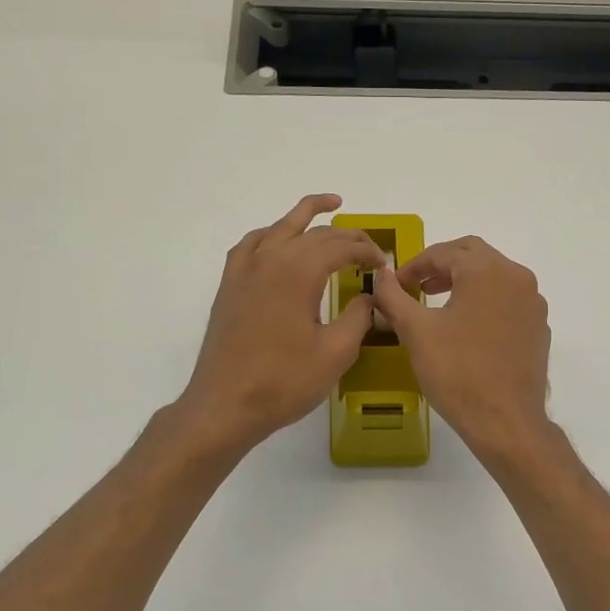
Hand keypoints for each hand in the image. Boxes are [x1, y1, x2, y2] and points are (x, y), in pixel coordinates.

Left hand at [178, 195, 384, 454]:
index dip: (366, 251)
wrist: (225, 405)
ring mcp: (244, 270)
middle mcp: (269, 260)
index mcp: (298, 272)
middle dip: (346, 236)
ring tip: (329, 206)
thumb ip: (359, 317)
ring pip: (279, 228)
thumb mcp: (336, 352)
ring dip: (306, 215)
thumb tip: (370, 296)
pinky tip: (278, 241)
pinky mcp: (229, 286)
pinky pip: (251, 244)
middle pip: (314, 233)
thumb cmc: (284, 381)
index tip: (384, 265)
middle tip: (369, 249)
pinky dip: (271, 234)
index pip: (340, 246)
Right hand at [370, 236, 551, 460]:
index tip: (395, 285)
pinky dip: (485, 301)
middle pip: (474, 255)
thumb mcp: (416, 332)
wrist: (506, 421)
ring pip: (494, 276)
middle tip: (416, 286)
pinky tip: (468, 327)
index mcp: (487, 271)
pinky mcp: (538, 327)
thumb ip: (394, 297)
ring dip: (464, 281)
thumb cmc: (458, 372)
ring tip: (437, 302)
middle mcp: (516, 277)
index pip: (444, 252)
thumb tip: (380, 275)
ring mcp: (533, 303)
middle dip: (441, 265)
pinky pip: (508, 300)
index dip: (414, 266)